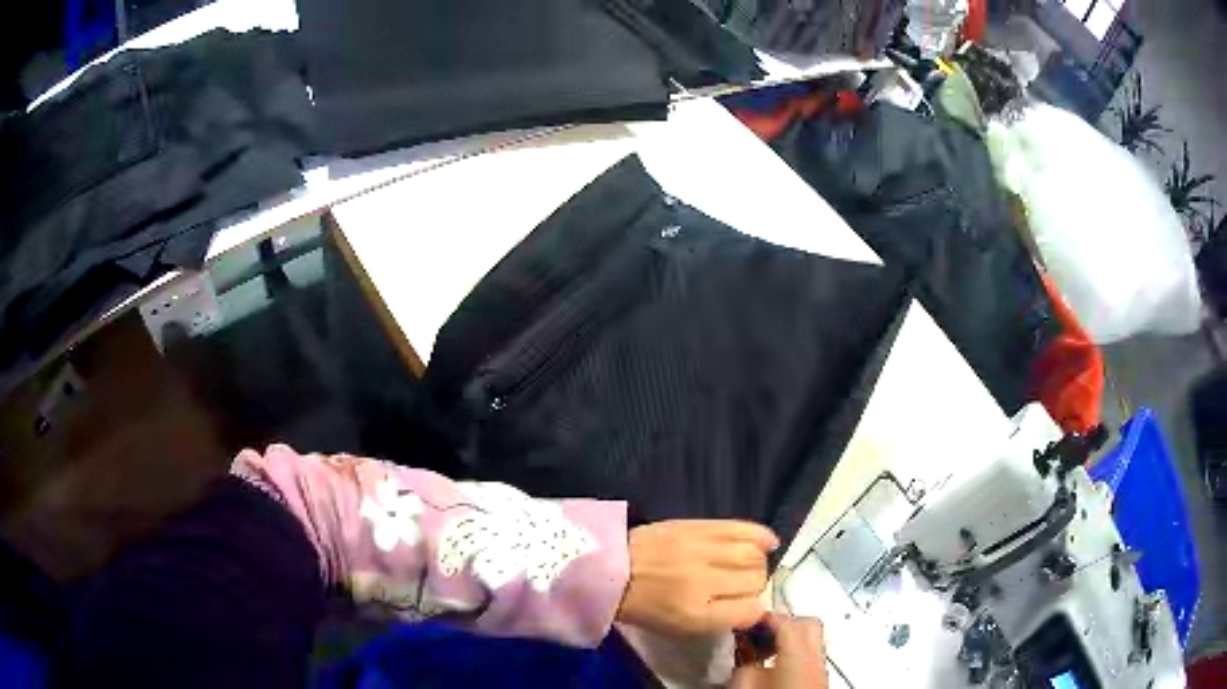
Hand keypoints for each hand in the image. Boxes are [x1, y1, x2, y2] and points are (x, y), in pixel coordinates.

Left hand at [616, 520, 777, 635]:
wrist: (611, 570)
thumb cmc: (645, 607)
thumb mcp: (680, 629)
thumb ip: (720, 620)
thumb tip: (753, 607)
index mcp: (695, 614)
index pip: (750, 611)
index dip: (754, 610)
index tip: (747, 608)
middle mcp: (702, 582)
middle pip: (756, 581)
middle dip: (756, 587)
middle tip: (742, 587)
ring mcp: (700, 550)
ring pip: (753, 555)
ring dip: (758, 562)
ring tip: (749, 566)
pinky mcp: (696, 525)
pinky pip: (741, 527)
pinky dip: (760, 535)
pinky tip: (767, 543)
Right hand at [731, 614, 827, 688]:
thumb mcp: (744, 684)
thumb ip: (744, 659)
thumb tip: (744, 646)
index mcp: (799, 652)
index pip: (786, 619)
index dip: (763, 616)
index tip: (744, 620)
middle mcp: (816, 655)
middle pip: (807, 623)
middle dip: (782, 622)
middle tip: (756, 632)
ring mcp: (820, 668)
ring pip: (811, 639)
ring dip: (789, 637)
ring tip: (762, 649)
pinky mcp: (817, 680)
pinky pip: (810, 655)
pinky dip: (793, 652)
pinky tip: (773, 664)